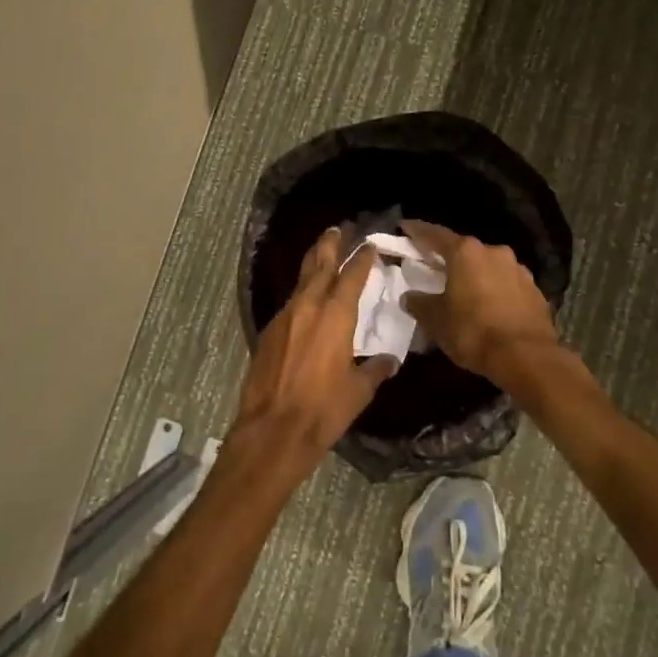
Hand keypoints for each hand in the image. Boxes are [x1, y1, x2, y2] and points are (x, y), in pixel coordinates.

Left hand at [231, 228, 397, 478]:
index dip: (362, 258)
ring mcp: (284, 316)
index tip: (369, 244)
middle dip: (330, 244)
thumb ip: (375, 370)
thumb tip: (389, 360)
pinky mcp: (268, 331)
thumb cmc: (324, 410)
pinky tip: (306, 300)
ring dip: (313, 264)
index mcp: (336, 315)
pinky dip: (301, 293)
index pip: (352, 275)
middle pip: (320, 264)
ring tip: (322, 252)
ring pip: (302, 280)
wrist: (274, 429)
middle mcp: (309, 306)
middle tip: (338, 227)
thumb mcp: (359, 391)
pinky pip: (290, 303)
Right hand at [400, 220, 557, 379]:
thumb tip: (409, 296)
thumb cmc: (473, 331)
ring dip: (476, 275)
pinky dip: (495, 291)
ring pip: (489, 267)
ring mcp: (519, 270)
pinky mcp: (535, 292)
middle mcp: (494, 252)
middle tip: (436, 268)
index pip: (436, 235)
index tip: (405, 227)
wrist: (527, 358)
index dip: (418, 231)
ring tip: (465, 291)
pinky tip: (490, 308)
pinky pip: (507, 285)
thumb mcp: (436, 320)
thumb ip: (419, 303)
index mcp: (466, 253)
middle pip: (466, 250)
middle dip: (450, 259)